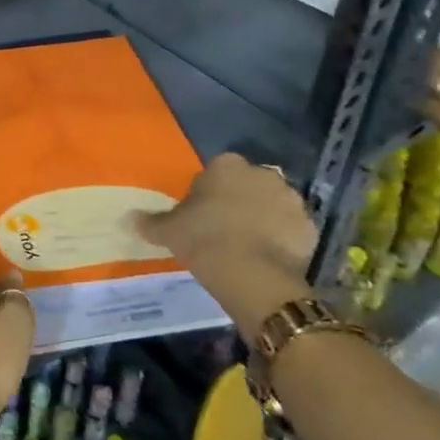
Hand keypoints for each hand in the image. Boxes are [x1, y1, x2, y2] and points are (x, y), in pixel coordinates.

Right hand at [131, 155, 315, 328]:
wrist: (251, 273)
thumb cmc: (204, 240)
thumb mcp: (169, 231)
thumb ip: (151, 222)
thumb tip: (129, 218)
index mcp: (226, 166)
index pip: (216, 171)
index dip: (208, 193)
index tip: (201, 215)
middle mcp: (262, 173)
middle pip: (247, 184)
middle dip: (240, 201)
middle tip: (224, 229)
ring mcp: (290, 199)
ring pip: (273, 205)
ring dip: (264, 218)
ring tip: (248, 246)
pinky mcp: (310, 226)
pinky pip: (292, 229)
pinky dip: (283, 239)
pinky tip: (268, 258)